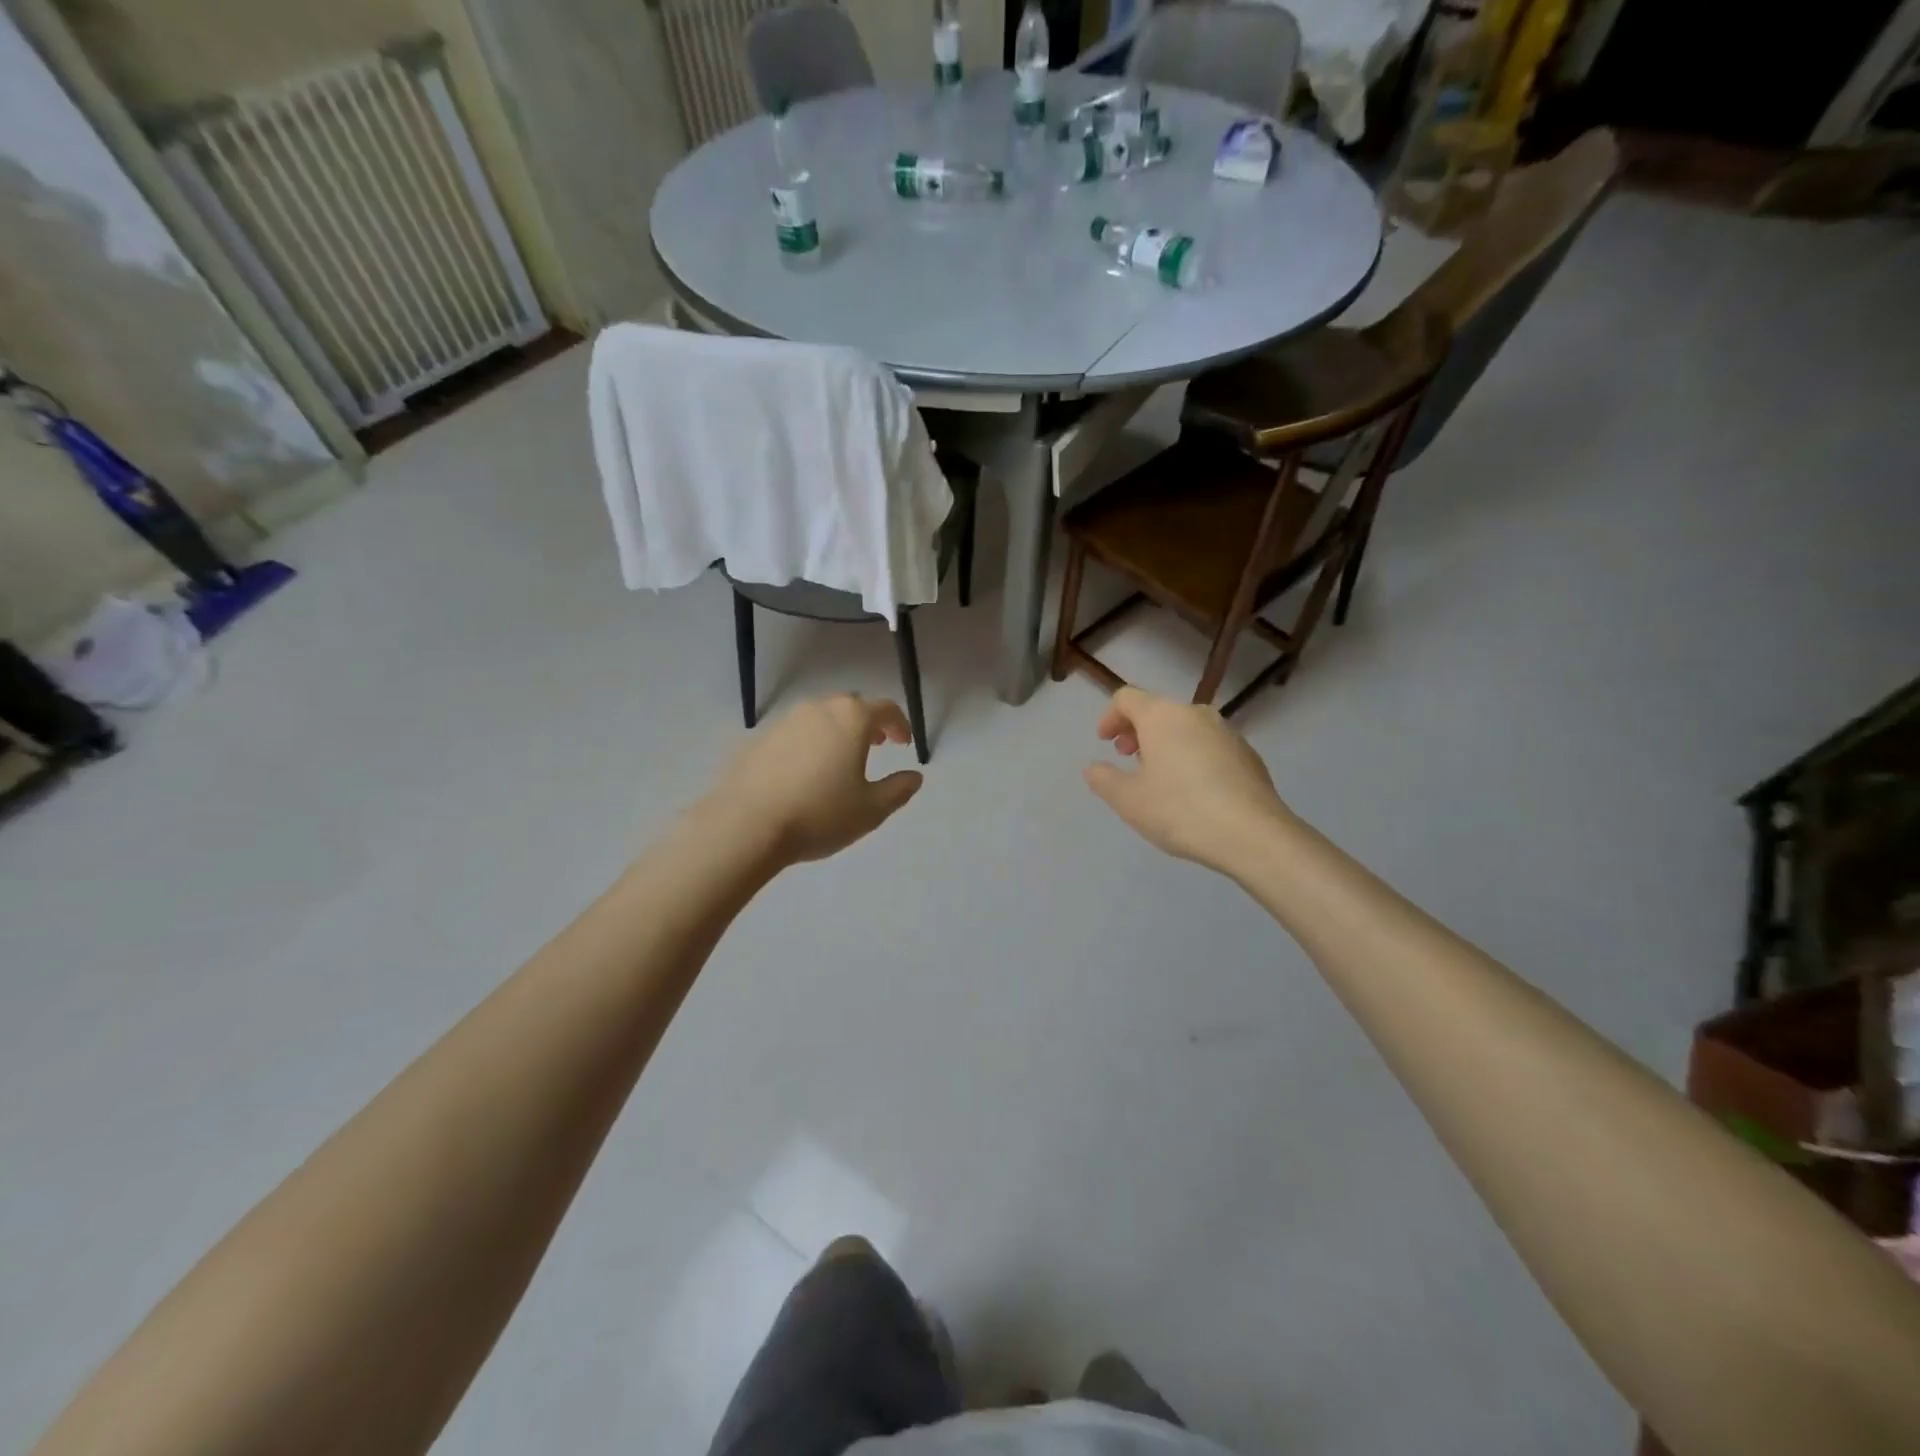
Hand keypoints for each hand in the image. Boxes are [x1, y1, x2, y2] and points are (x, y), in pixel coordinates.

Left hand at [705, 694, 923, 865]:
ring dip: (836, 731)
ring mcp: (784, 722)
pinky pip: (793, 735)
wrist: (746, 825)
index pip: (885, 709)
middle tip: (876, 744)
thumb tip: (914, 776)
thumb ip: (898, 790)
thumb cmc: (820, 814)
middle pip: (850, 706)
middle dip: (867, 722)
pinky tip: (804, 773)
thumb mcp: (871, 810)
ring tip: (840, 759)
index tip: (904, 744)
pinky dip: (808, 744)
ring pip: (819, 717)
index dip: (900, 724)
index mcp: (851, 718)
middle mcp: (818, 709)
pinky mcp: (758, 740)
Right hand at [1083, 687, 1293, 872]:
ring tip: (1159, 776)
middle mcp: (1195, 713)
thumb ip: (1104, 780)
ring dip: (1165, 743)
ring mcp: (1226, 731)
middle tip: (1127, 758)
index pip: (1127, 698)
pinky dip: (1191, 755)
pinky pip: (1208, 744)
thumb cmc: (1180, 811)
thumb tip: (1093, 768)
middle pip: (1157, 710)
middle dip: (1137, 731)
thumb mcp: (1128, 801)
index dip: (1109, 717)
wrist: (1252, 834)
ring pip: (1185, 727)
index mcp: (1162, 716)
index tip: (1104, 743)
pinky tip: (1193, 790)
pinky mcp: (1247, 753)